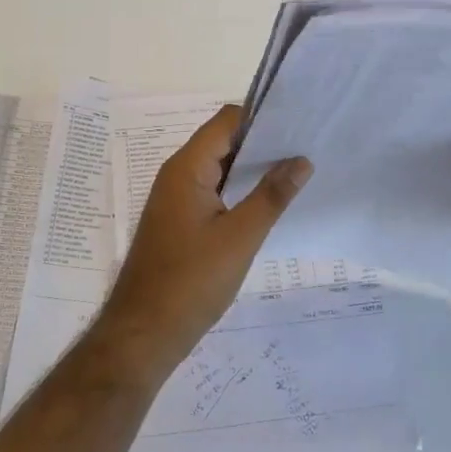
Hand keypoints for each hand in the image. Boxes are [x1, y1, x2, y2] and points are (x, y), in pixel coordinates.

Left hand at [96, 105, 311, 376]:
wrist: (144, 333)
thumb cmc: (191, 281)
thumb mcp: (240, 238)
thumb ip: (271, 196)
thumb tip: (301, 160)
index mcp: (186, 168)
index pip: (226, 121)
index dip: (262, 118)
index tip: (300, 125)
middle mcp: (177, 174)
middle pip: (222, 141)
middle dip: (262, 143)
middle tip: (306, 149)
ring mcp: (176, 198)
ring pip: (218, 168)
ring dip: (251, 169)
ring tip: (296, 172)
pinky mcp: (179, 221)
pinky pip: (212, 191)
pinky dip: (238, 190)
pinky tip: (267, 203)